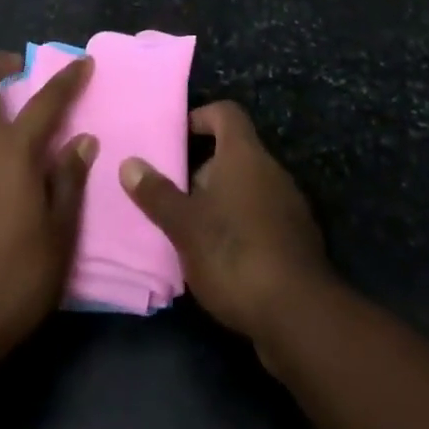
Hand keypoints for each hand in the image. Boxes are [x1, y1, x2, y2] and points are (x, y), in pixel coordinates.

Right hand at [120, 101, 330, 350]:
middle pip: (234, 152)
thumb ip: (157, 193)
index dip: (200, 117)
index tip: (176, 139)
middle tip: (174, 194)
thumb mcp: (184, 225)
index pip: (225, 113)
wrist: (299, 316)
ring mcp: (289, 206)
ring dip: (221, 202)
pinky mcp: (297, 241)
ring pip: (248, 188)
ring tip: (192, 230)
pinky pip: (263, 218)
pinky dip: (241, 227)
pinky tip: (222, 260)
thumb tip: (129, 163)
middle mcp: (271, 170)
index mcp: (245, 154)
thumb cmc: (234, 254)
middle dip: (203, 169)